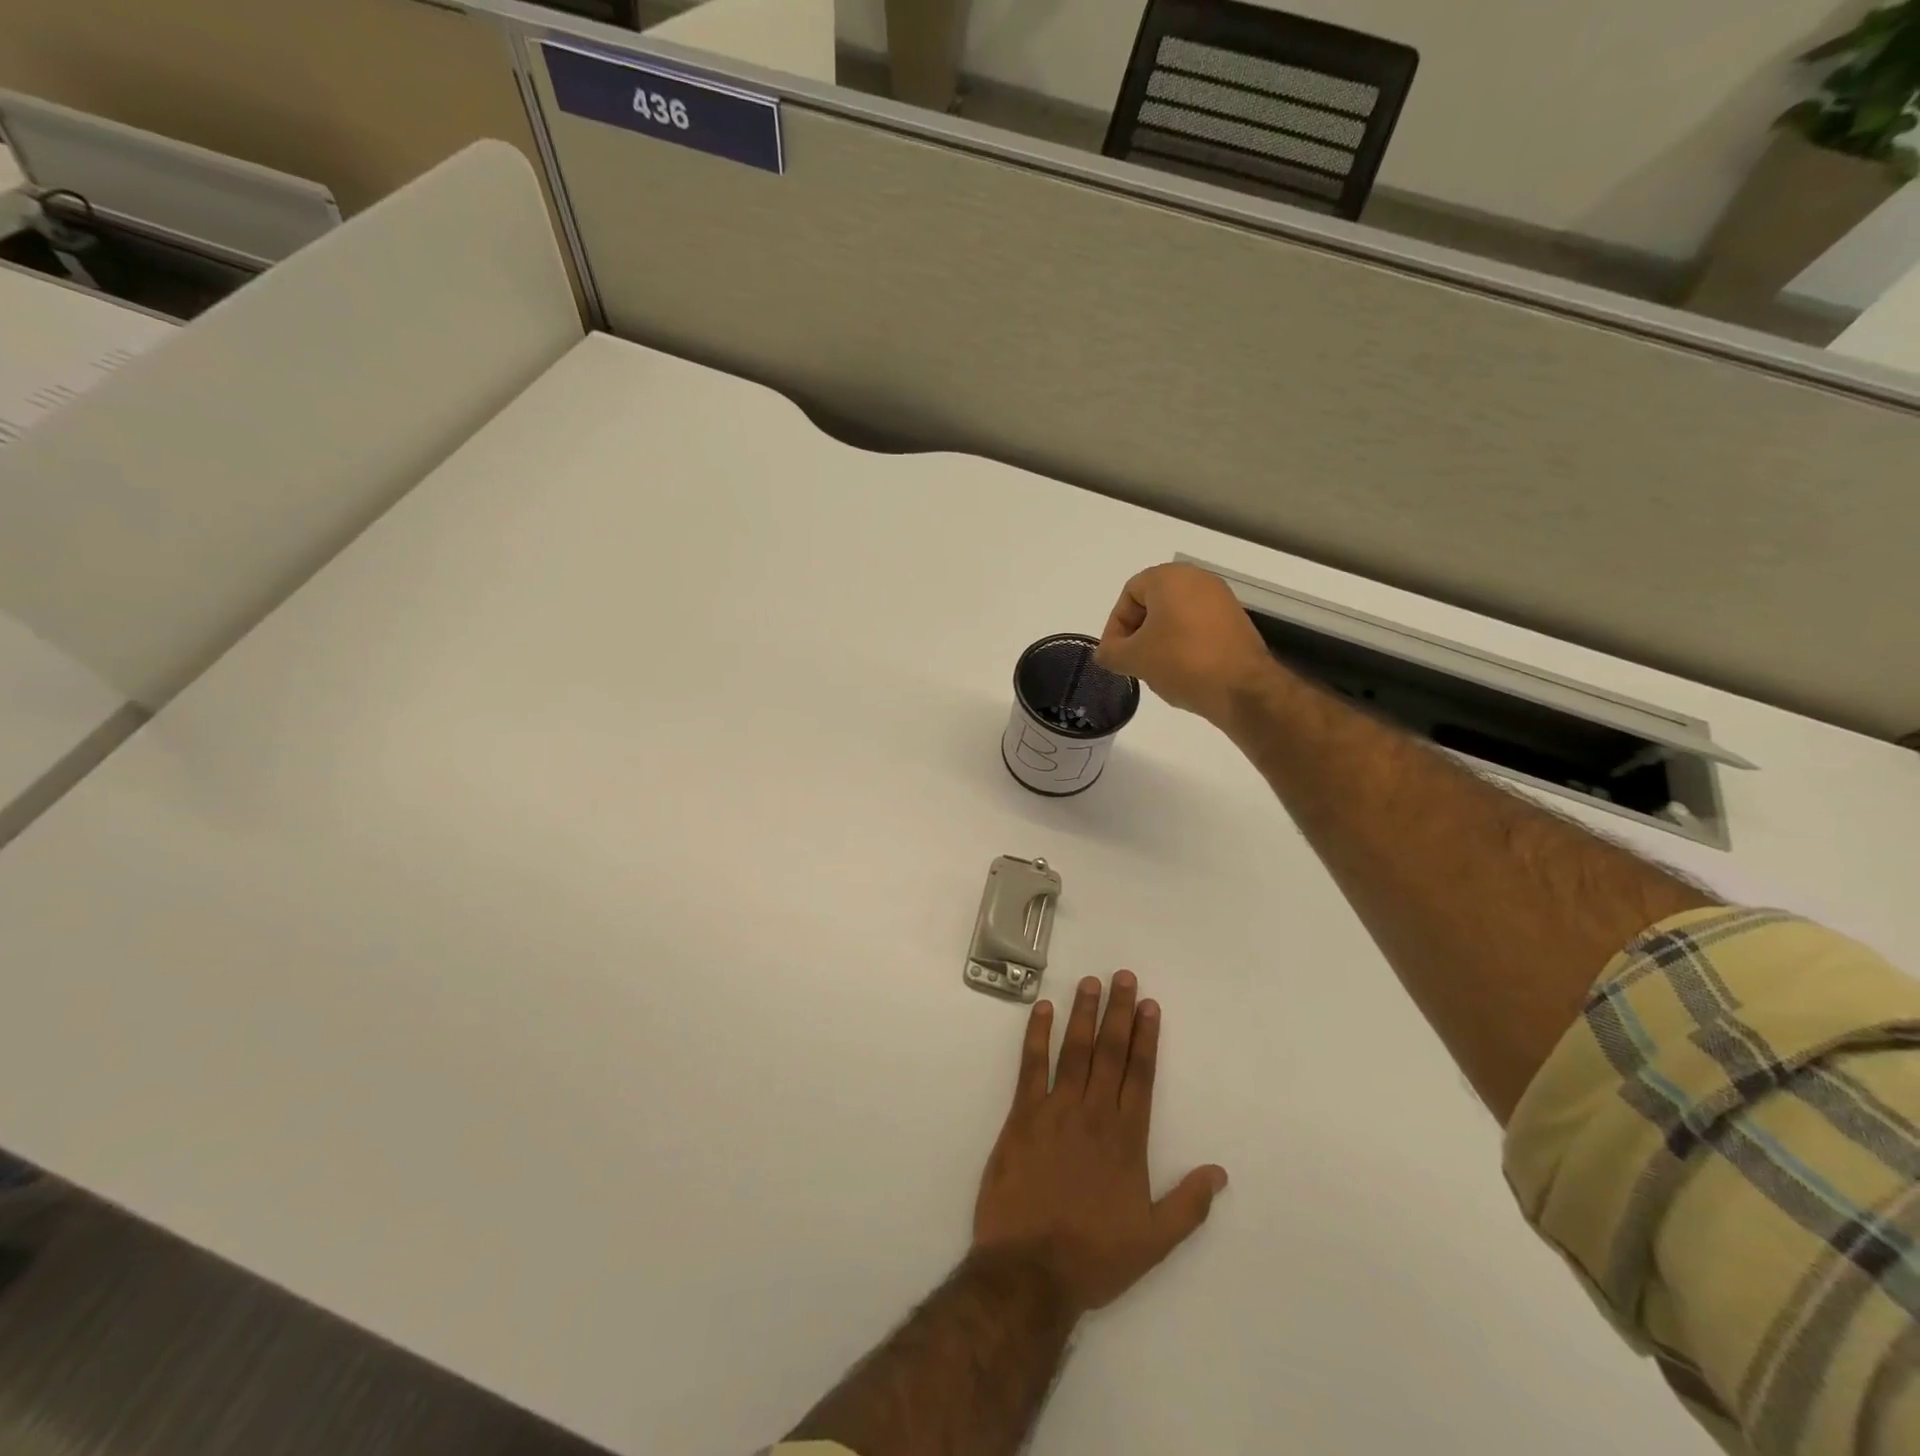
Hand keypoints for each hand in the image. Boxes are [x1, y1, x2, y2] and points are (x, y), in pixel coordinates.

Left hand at [973, 972, 1227, 1314]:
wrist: (1030, 1271)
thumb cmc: (1094, 1256)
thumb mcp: (1154, 1241)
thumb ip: (1189, 1204)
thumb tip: (1220, 1172)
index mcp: (1127, 1138)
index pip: (1141, 1075)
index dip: (1146, 1037)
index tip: (1149, 1005)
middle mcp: (1094, 1114)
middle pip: (1110, 1052)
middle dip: (1118, 1012)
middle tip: (1123, 976)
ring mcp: (1055, 1110)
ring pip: (1074, 1051)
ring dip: (1083, 1014)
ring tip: (1089, 981)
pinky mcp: (1021, 1116)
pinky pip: (1030, 1067)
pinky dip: (1036, 1035)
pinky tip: (1043, 1009)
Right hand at [1094, 563, 1277, 725]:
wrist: (1242, 687)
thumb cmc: (1181, 662)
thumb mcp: (1134, 659)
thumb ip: (1110, 652)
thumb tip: (1105, 653)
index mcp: (1170, 577)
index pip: (1128, 595)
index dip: (1115, 626)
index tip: (1115, 655)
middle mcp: (1197, 579)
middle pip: (1153, 604)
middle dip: (1137, 633)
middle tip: (1133, 661)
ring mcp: (1221, 599)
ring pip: (1175, 617)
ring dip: (1159, 640)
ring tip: (1156, 669)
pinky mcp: (1236, 620)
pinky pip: (1197, 627)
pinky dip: (1183, 644)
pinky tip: (1182, 670)